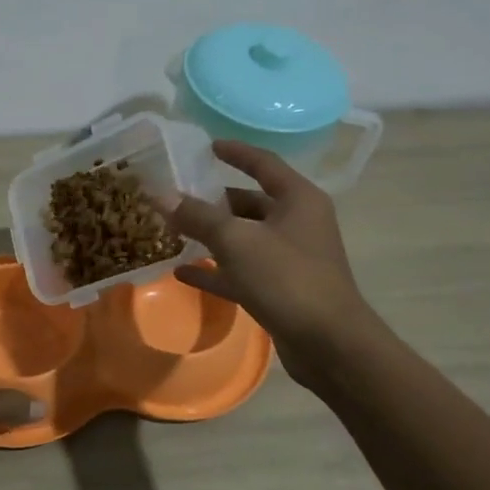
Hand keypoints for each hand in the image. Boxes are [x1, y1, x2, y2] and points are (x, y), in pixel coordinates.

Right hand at [170, 140, 379, 376]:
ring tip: (172, 231)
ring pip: (243, 238)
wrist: (328, 343)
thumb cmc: (287, 278)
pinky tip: (182, 272)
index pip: (263, 163)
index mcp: (297, 199)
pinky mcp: (280, 289)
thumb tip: (161, 195)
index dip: (235, 152)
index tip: (206, 146)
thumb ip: (198, 216)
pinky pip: (241, 271)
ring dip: (210, 236)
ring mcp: (289, 258)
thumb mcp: (237, 241)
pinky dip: (215, 269)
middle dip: (212, 200)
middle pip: (249, 203)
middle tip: (176, 196)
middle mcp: (297, 223)